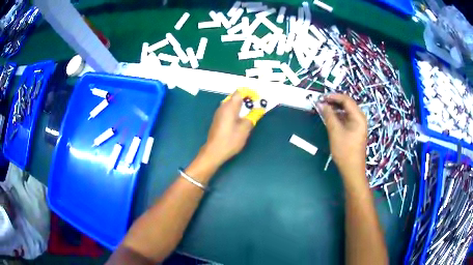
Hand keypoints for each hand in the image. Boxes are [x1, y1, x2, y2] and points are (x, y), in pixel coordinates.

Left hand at [200, 91, 263, 166]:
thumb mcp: (245, 128)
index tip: (257, 99)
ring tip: (251, 113)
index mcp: (229, 106)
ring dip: (241, 106)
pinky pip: (228, 110)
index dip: (249, 93)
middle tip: (256, 106)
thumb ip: (253, 116)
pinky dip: (236, 111)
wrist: (214, 151)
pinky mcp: (218, 120)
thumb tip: (259, 109)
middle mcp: (223, 107)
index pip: (239, 92)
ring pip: (232, 104)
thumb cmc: (230, 139)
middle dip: (247, 99)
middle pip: (235, 97)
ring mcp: (219, 113)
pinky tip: (241, 119)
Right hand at [317, 93, 366, 177]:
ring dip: (335, 109)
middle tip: (321, 103)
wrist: (352, 169)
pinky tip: (329, 119)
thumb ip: (328, 115)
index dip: (333, 96)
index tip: (321, 97)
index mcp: (358, 117)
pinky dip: (338, 117)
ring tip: (323, 110)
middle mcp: (360, 118)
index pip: (346, 100)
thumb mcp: (335, 131)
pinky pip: (346, 119)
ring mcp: (358, 124)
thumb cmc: (345, 150)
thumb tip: (321, 104)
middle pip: (347, 104)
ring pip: (346, 112)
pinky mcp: (354, 130)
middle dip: (334, 102)